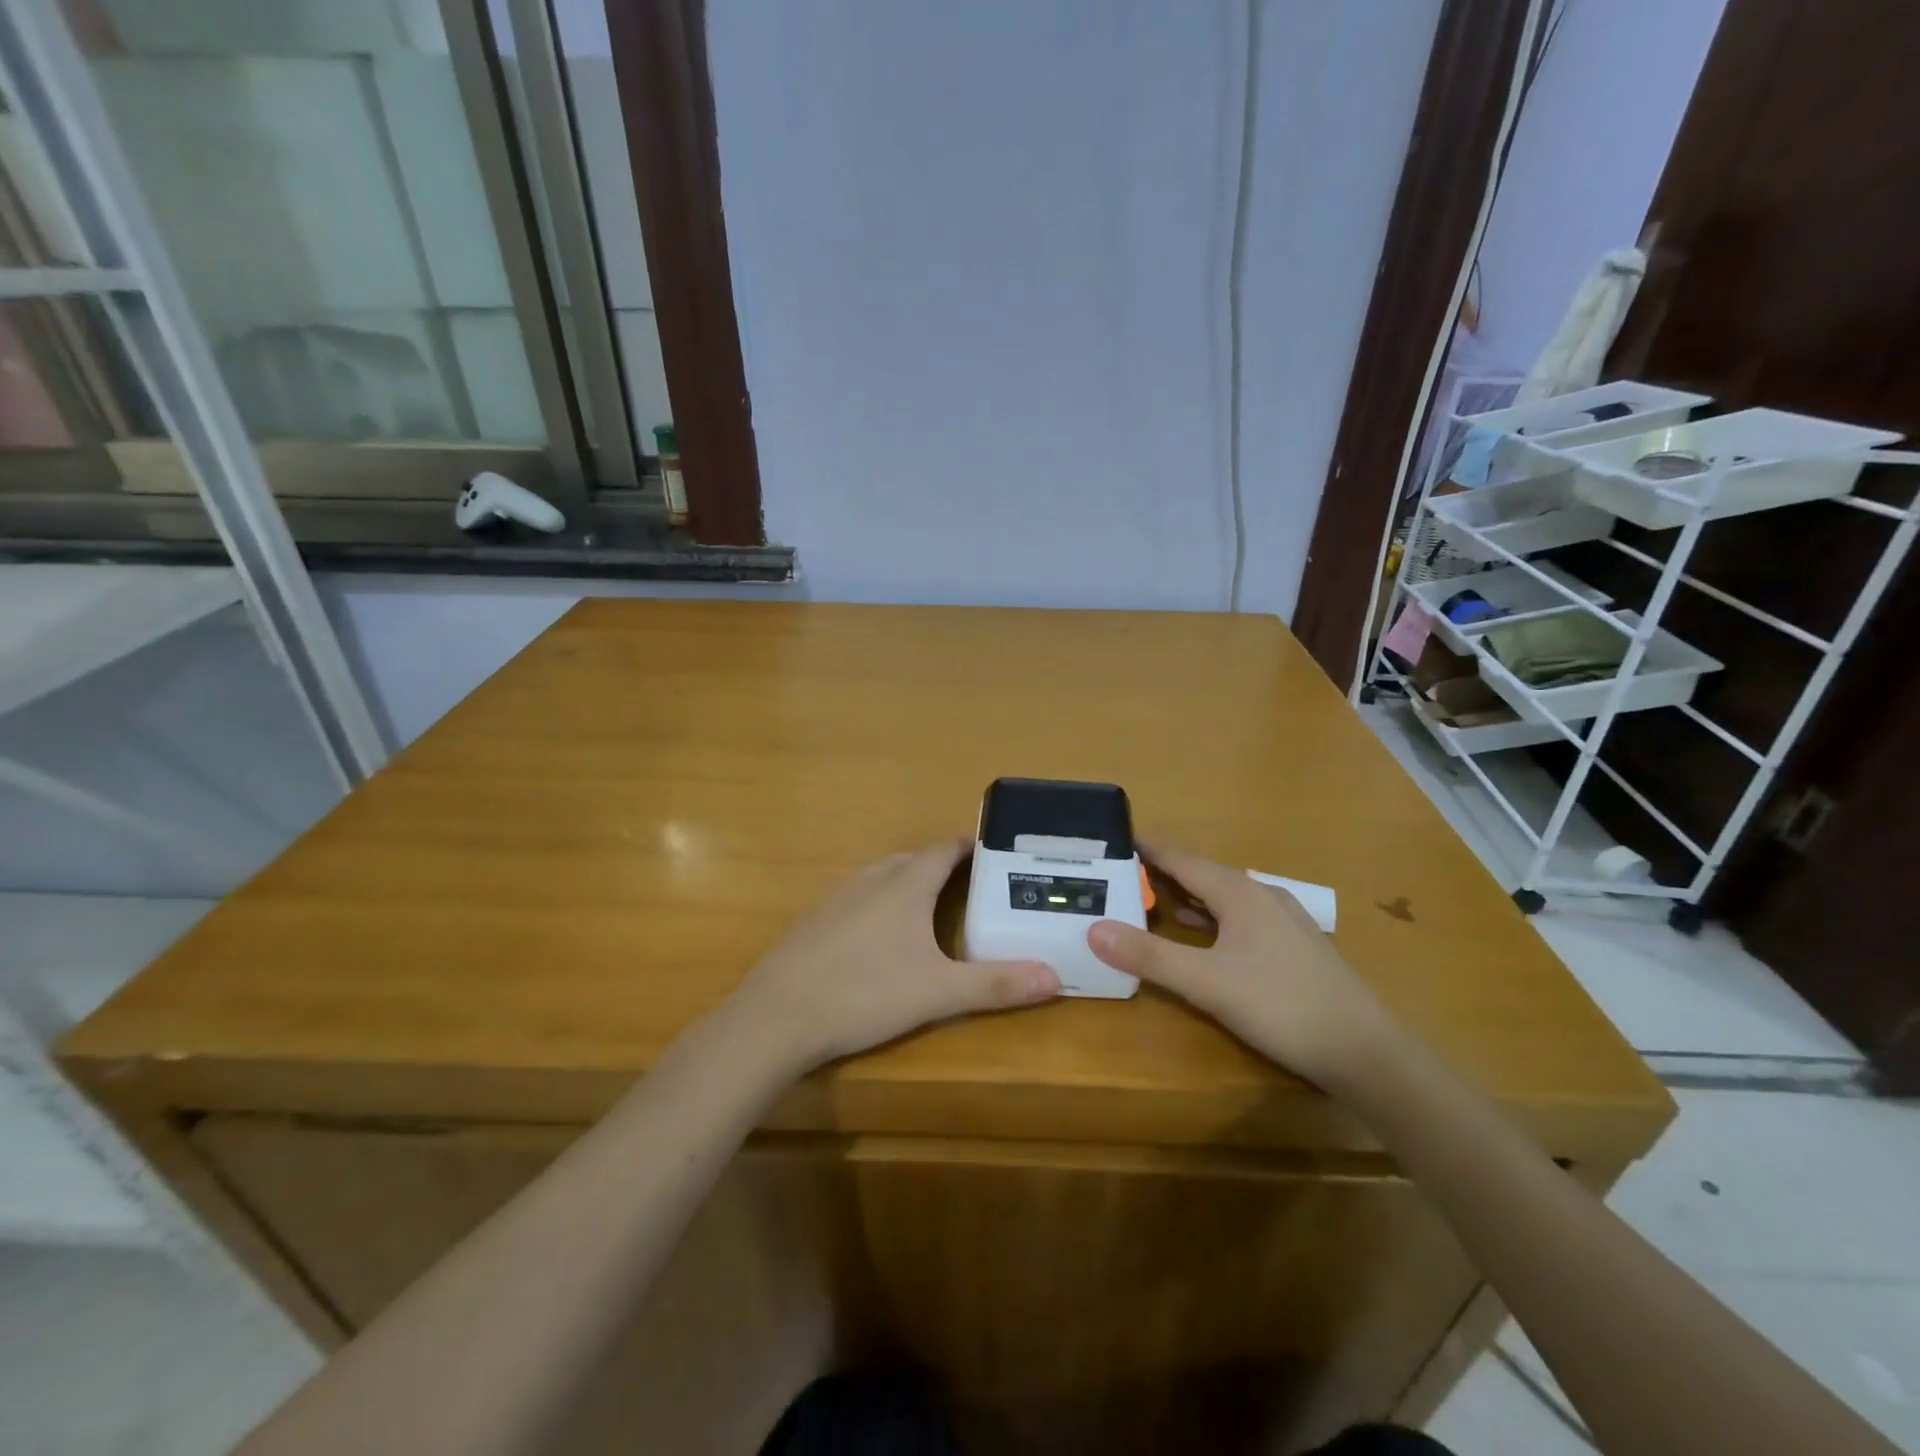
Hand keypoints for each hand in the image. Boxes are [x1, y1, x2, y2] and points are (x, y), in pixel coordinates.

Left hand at [730, 839, 1060, 1070]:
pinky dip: (877, 904)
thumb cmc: (865, 993)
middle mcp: (871, 879)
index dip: (969, 848)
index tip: (992, 853)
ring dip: (907, 883)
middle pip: (913, 860)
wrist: (777, 1016)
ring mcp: (837, 896)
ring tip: (929, 908)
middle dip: (941, 867)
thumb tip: (1055, 977)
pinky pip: (856, 898)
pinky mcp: (813, 920)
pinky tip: (877, 938)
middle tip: (970, 887)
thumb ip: (996, 984)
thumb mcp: (938, 993)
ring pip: (881, 877)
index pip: (944, 850)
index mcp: (905, 884)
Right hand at [1086, 847, 1394, 1086]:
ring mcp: (1284, 921)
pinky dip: (1211, 918)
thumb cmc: (1282, 1006)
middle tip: (1124, 873)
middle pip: (1203, 875)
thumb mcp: (1207, 983)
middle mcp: (1262, 896)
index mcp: (1240, 893)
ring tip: (1153, 900)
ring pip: (1224, 898)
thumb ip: (1149, 956)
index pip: (1183, 859)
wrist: (1366, 1052)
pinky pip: (1241, 918)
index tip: (1116, 837)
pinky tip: (1203, 936)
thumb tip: (1093, 928)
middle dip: (1164, 873)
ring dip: (1188, 897)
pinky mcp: (1295, 947)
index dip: (1149, 849)